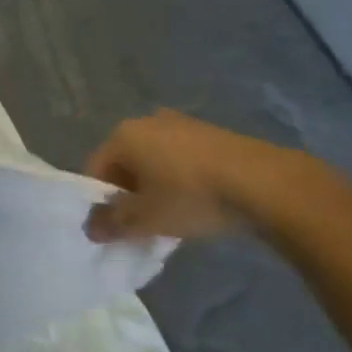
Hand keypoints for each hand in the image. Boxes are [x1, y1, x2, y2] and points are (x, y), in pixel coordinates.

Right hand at [83, 109, 330, 243]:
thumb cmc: (190, 197)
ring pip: (154, 161)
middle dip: (129, 195)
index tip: (115, 230)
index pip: (96, 170)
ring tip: (172, 219)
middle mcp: (147, 121)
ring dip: (155, 189)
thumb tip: (90, 227)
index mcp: (124, 135)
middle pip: (125, 164)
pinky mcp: (209, 133)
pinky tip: (196, 204)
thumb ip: (112, 223)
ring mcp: (181, 123)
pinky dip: (179, 180)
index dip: (100, 203)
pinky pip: (180, 159)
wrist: (261, 182)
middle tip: (142, 227)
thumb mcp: (145, 219)